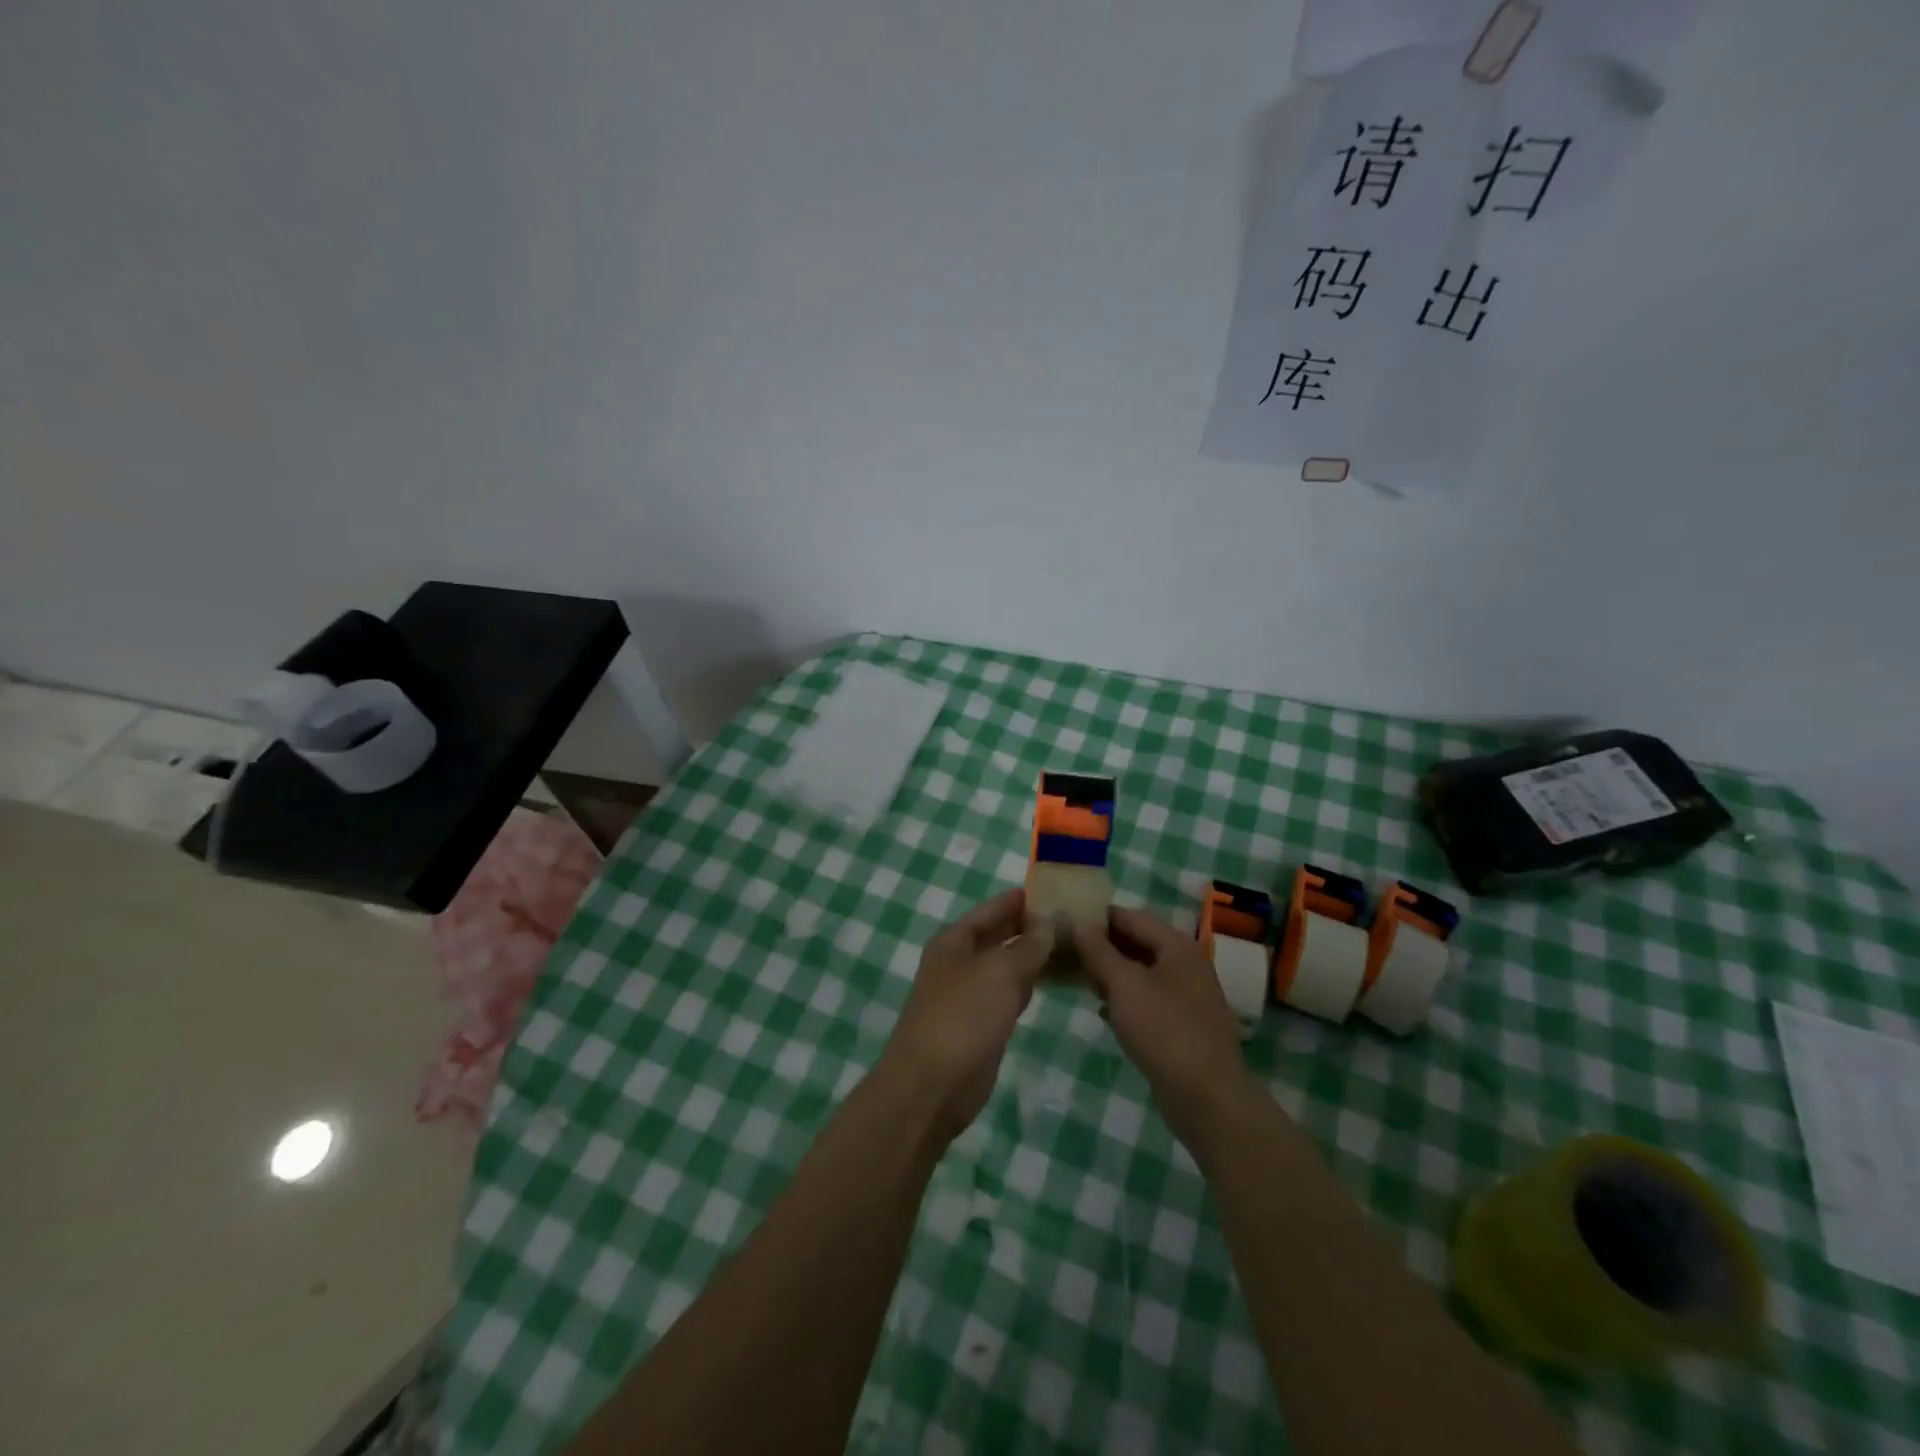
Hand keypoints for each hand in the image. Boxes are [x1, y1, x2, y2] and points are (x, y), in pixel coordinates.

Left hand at [878, 889, 1054, 1142]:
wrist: (931, 1085)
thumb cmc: (962, 1017)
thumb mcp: (999, 973)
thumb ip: (1026, 946)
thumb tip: (1047, 922)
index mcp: (955, 940)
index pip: (992, 909)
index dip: (1020, 899)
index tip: (1054, 890)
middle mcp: (961, 962)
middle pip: (999, 935)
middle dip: (1031, 926)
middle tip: (1072, 918)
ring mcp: (971, 994)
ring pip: (1007, 965)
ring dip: (1033, 956)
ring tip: (1072, 944)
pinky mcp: (982, 1023)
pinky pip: (1010, 993)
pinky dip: (1029, 984)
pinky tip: (1053, 980)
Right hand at [1073, 907, 1256, 1150]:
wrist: (1207, 1098)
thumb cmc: (1164, 1031)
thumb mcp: (1124, 985)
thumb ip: (1099, 952)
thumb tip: (1079, 923)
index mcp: (1177, 946)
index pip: (1132, 916)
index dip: (1099, 916)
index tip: (1067, 920)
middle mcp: (1186, 965)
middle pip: (1139, 943)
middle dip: (1103, 946)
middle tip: (1067, 950)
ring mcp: (1188, 997)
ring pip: (1142, 973)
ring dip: (1112, 973)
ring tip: (1079, 978)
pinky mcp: (1183, 1025)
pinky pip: (1149, 1000)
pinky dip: (1125, 999)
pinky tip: (1103, 1010)